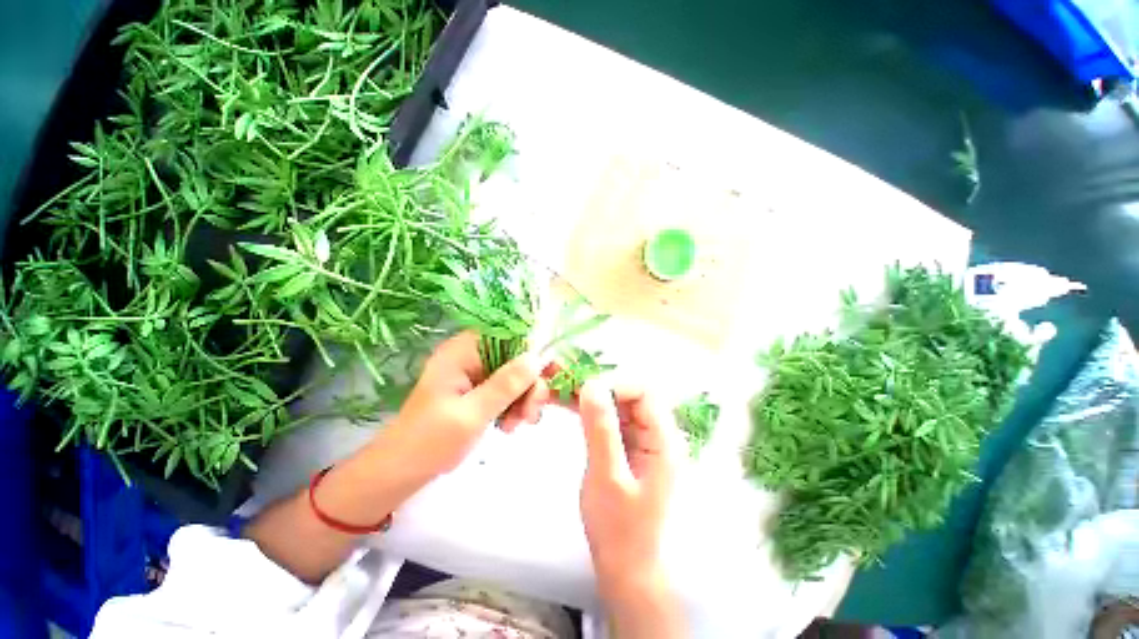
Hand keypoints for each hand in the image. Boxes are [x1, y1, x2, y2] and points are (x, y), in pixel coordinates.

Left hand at [386, 331, 550, 476]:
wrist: (402, 472)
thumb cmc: (429, 442)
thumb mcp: (471, 414)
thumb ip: (505, 385)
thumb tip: (536, 358)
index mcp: (462, 351)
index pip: (507, 335)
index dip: (534, 348)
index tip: (553, 372)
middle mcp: (470, 356)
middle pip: (516, 356)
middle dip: (530, 383)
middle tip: (533, 412)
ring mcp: (475, 373)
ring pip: (515, 374)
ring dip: (524, 398)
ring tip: (519, 424)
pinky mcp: (479, 390)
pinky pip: (508, 389)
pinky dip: (515, 405)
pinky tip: (511, 425)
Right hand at [578, 380, 678, 598]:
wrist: (626, 570)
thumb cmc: (620, 530)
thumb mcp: (607, 477)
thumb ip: (601, 428)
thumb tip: (591, 384)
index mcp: (663, 440)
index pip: (644, 392)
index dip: (615, 384)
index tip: (583, 390)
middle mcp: (655, 434)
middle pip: (630, 395)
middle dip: (600, 388)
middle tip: (567, 390)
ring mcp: (641, 440)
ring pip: (617, 405)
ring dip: (592, 398)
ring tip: (562, 395)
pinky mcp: (626, 447)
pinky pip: (610, 419)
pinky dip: (591, 412)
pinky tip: (570, 409)